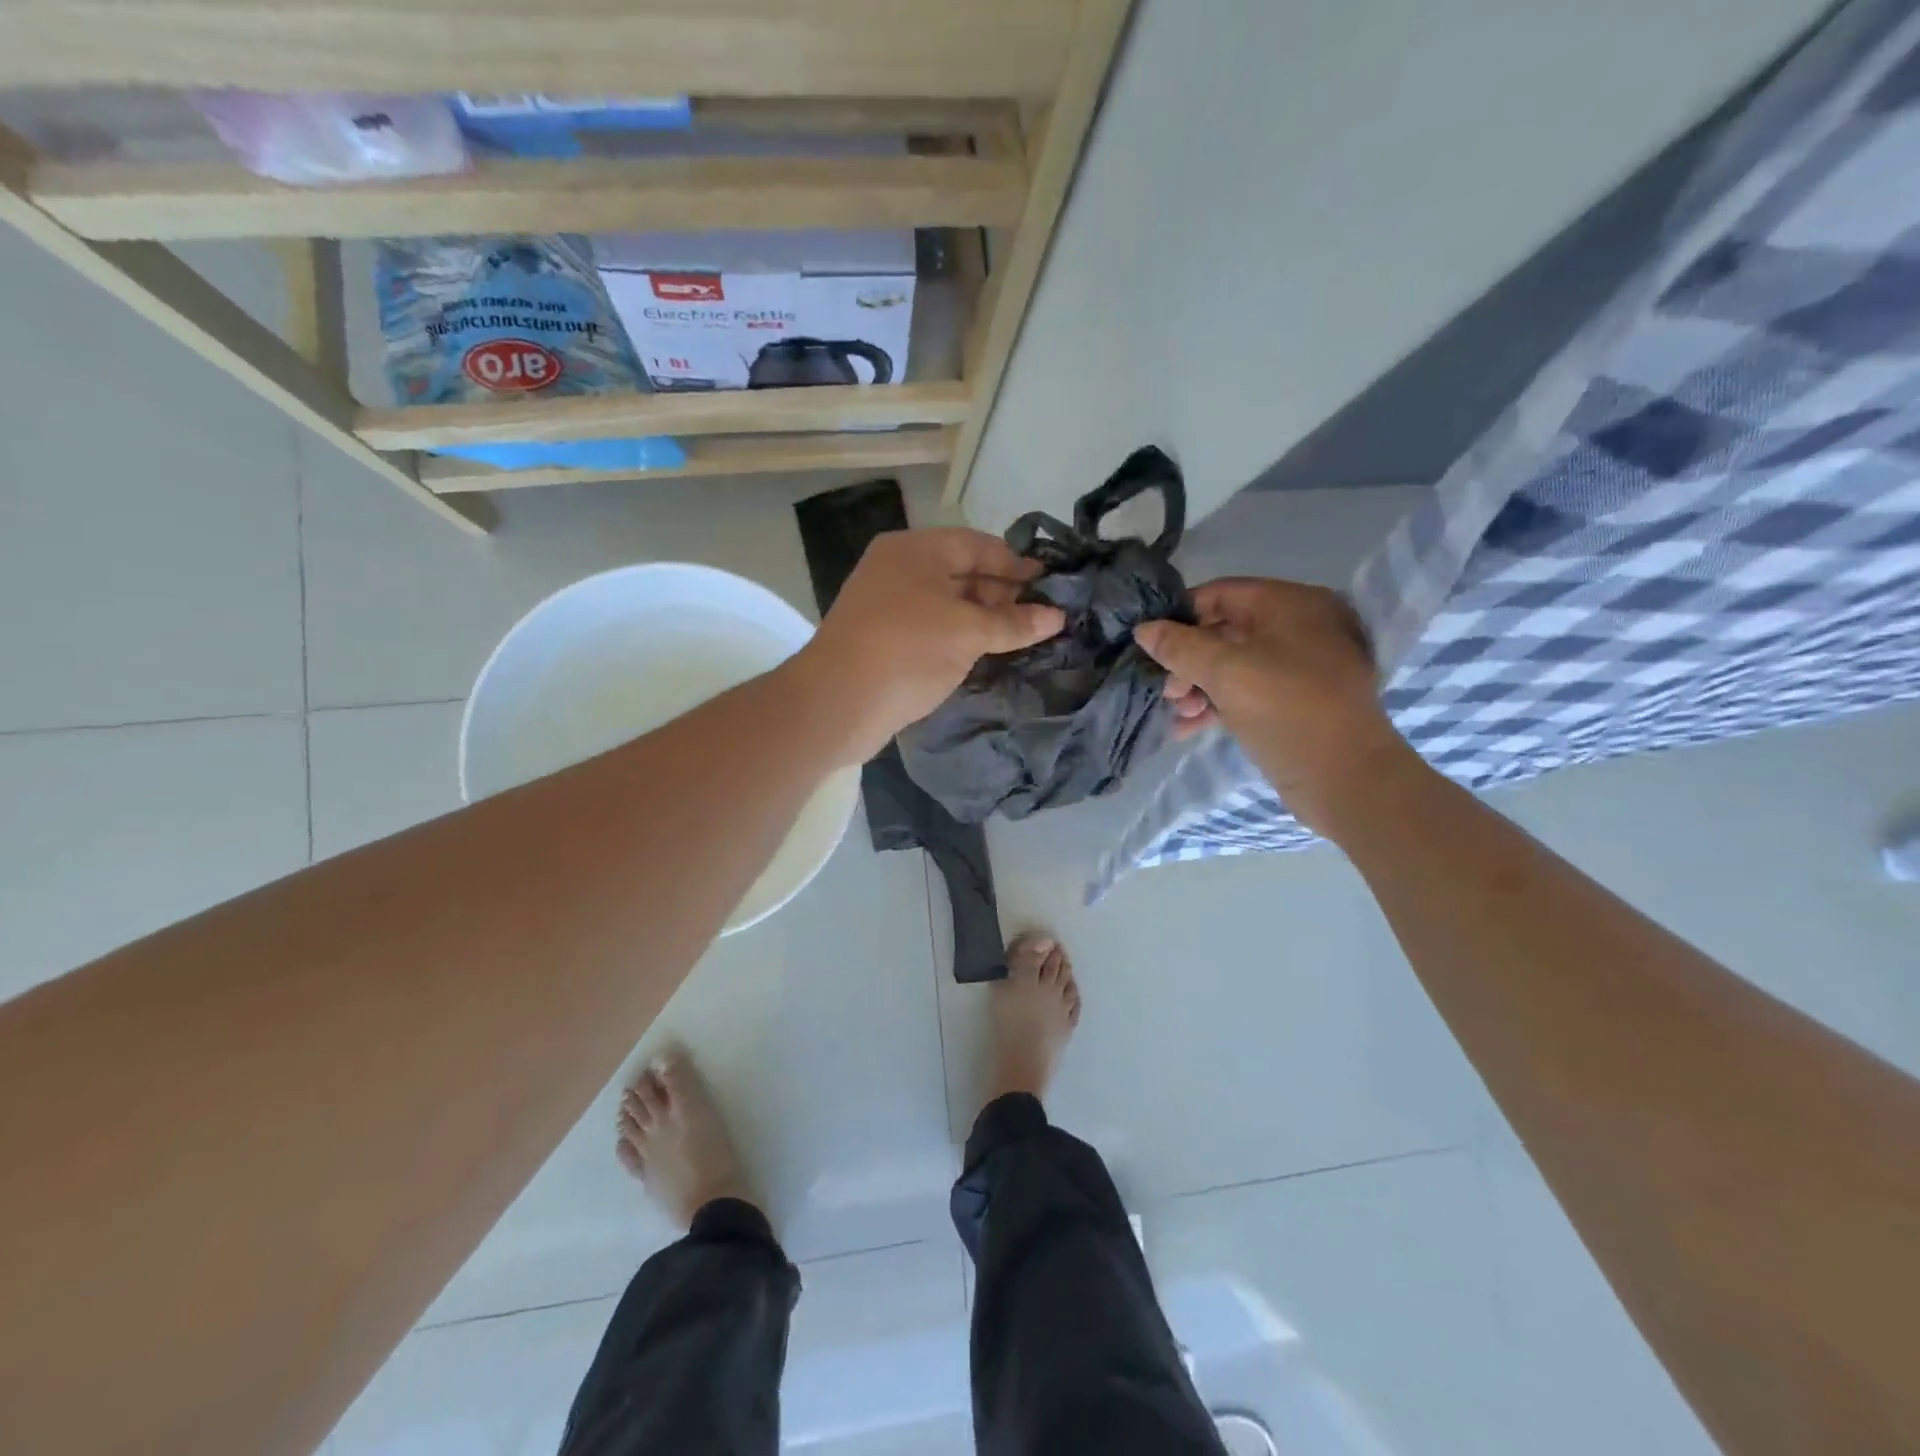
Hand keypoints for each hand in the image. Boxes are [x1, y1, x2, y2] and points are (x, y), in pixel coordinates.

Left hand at [795, 529, 1064, 762]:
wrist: (838, 703)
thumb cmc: (906, 650)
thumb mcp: (966, 632)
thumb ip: (1012, 623)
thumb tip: (1057, 616)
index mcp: (915, 550)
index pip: (977, 545)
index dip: (1016, 564)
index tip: (1052, 584)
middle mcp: (900, 570)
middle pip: (963, 573)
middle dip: (1003, 593)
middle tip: (1044, 616)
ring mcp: (889, 606)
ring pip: (948, 605)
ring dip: (984, 619)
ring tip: (1024, 637)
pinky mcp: (886, 641)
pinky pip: (934, 630)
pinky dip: (961, 638)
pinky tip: (989, 654)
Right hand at [1134, 578, 1408, 831]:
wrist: (1347, 780)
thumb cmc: (1287, 711)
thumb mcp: (1226, 673)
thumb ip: (1180, 647)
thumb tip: (1144, 629)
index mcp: (1291, 604)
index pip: (1220, 594)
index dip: (1180, 616)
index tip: (1149, 645)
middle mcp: (1300, 626)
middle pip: (1225, 631)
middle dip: (1188, 661)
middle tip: (1167, 692)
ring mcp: (1301, 665)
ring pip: (1234, 664)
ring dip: (1199, 687)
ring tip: (1178, 715)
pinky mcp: (1297, 700)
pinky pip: (1248, 689)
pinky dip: (1219, 703)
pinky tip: (1191, 728)